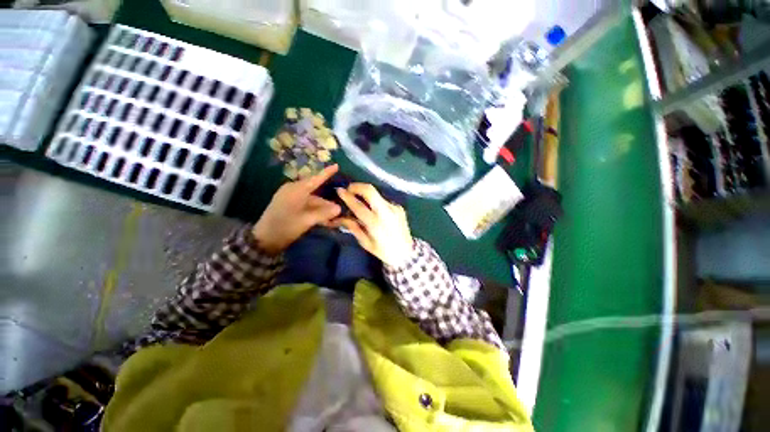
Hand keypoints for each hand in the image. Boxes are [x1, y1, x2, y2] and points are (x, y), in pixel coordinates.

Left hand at [252, 165, 341, 253]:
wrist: (264, 239)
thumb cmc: (285, 226)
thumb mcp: (307, 220)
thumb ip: (324, 213)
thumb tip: (339, 208)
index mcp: (296, 190)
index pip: (315, 179)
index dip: (326, 173)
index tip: (336, 165)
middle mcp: (294, 190)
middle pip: (316, 194)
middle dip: (328, 203)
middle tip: (340, 211)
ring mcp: (291, 198)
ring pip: (312, 201)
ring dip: (322, 210)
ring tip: (334, 219)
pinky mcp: (289, 206)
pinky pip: (306, 206)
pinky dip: (315, 212)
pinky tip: (324, 220)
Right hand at [335, 183, 413, 267]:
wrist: (406, 253)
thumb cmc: (383, 251)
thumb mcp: (365, 242)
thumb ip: (353, 227)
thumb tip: (340, 216)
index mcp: (376, 224)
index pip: (358, 205)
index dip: (347, 197)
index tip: (339, 190)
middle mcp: (386, 212)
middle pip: (370, 190)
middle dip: (357, 186)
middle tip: (349, 190)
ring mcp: (395, 208)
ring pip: (377, 194)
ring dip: (366, 194)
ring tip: (360, 201)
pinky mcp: (399, 207)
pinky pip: (384, 200)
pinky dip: (375, 202)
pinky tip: (374, 210)